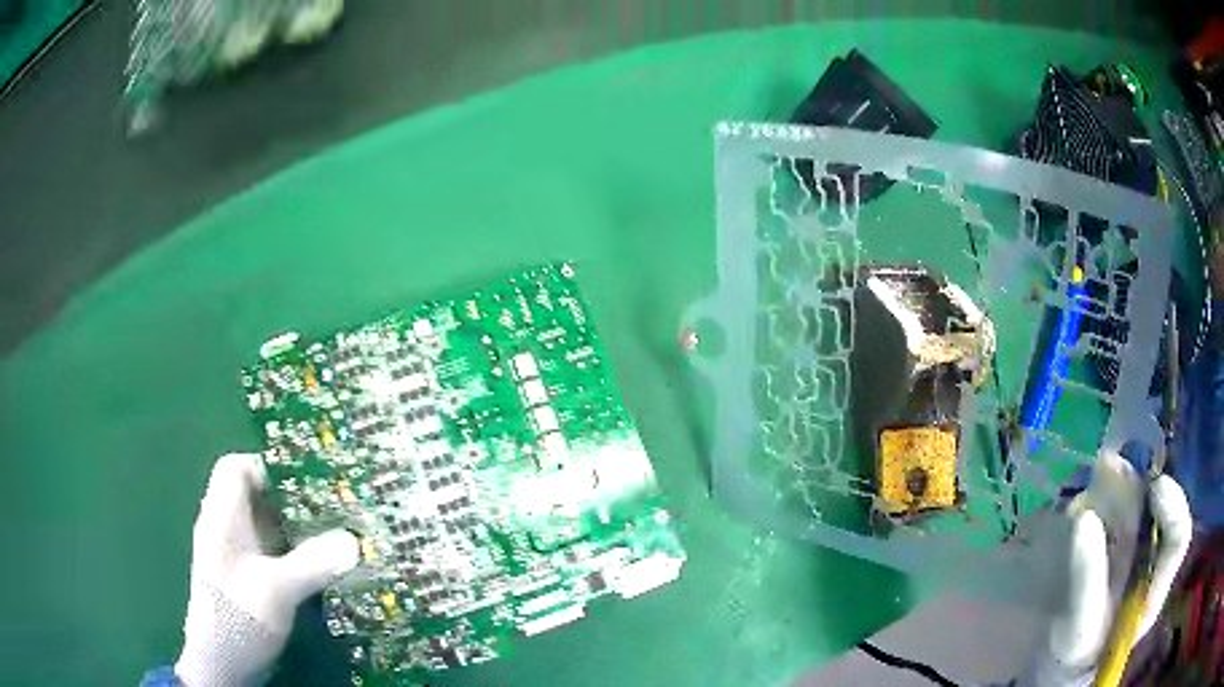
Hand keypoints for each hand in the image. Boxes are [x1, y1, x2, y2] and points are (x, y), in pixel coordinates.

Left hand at [175, 454, 359, 686]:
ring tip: (329, 538)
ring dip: (292, 530)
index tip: (303, 484)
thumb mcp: (278, 589)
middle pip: (252, 497)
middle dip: (289, 501)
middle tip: (328, 510)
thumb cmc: (239, 616)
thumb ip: (312, 563)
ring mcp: (231, 557)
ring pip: (261, 527)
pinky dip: (288, 554)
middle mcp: (223, 529)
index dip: (265, 468)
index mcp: (222, 517)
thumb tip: (352, 541)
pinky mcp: (242, 580)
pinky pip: (266, 553)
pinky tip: (312, 570)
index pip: (234, 469)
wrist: (221, 663)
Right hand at [1026, 452, 1192, 685]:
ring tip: (1096, 472)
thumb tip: (1084, 519)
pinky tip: (1082, 494)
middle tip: (1111, 466)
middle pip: (1156, 513)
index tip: (1155, 487)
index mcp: (1154, 589)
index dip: (1174, 508)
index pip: (1177, 540)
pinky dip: (1099, 497)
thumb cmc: (1070, 655)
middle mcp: (1149, 562)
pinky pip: (1111, 512)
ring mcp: (1131, 554)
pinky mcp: (1110, 547)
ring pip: (1135, 506)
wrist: (1052, 664)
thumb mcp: (1079, 630)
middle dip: (1138, 487)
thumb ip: (1087, 581)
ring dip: (1118, 485)